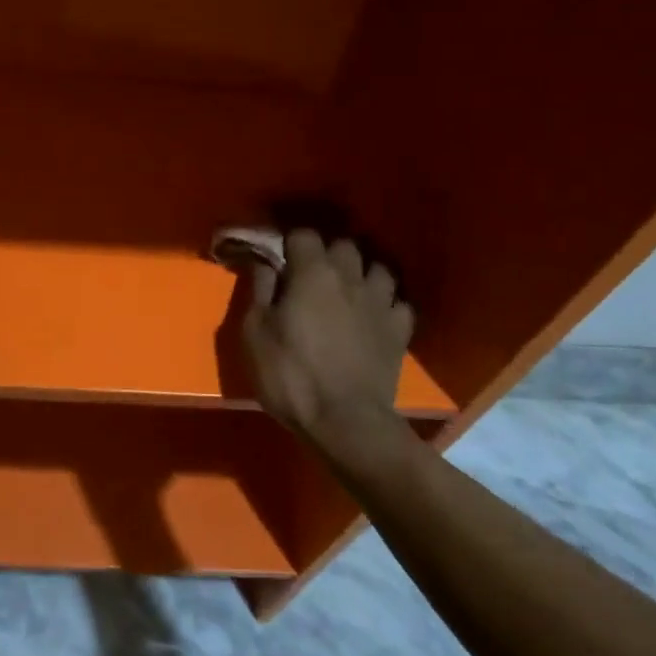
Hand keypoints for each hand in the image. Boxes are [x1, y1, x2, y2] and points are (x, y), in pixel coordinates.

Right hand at [242, 229, 413, 452]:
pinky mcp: (400, 330)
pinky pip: (398, 303)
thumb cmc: (291, 375)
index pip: (304, 234)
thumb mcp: (254, 333)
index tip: (279, 257)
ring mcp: (381, 302)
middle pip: (344, 245)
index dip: (290, 242)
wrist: (345, 421)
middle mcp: (351, 277)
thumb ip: (259, 289)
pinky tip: (376, 316)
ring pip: (378, 268)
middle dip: (327, 253)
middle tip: (311, 274)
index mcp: (312, 273)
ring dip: (362, 273)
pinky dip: (387, 304)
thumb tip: (263, 261)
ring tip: (349, 290)